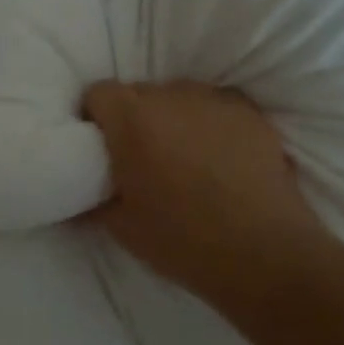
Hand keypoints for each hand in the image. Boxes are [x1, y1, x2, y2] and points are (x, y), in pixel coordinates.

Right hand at [82, 81, 334, 307]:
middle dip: (134, 119)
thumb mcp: (122, 227)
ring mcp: (214, 99)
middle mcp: (170, 96)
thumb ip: (94, 200)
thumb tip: (79, 197)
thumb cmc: (183, 240)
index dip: (95, 118)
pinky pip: (214, 107)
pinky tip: (219, 158)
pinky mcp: (249, 111)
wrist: (264, 252)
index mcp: (132, 119)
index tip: (102, 147)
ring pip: (178, 97)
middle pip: (139, 93)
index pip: (98, 92)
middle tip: (142, 158)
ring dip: (172, 118)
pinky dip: (207, 123)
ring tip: (185, 158)